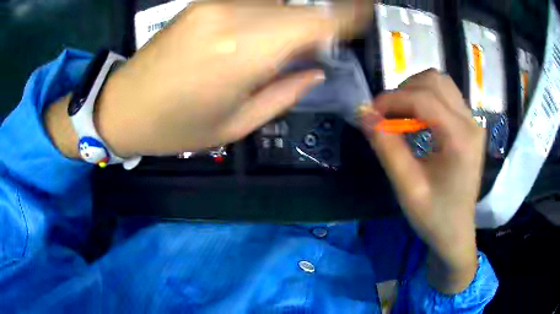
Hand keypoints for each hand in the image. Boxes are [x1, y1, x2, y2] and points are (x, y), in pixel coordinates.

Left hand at [86, 0, 371, 157]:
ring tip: (286, 47)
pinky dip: (269, 13)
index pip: (315, 20)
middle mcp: (232, 16)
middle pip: (299, 6)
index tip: (366, 15)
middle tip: (322, 45)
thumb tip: (316, 69)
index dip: (347, 15)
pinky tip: (260, 35)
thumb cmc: (175, 128)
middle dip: (320, 22)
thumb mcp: (236, 125)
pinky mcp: (201, 3)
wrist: (123, 107)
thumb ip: (285, 93)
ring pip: (276, 1)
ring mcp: (214, 4)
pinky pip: (252, 1)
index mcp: (243, 52)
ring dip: (293, 18)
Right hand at [361, 69, 484, 293]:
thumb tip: (364, 114)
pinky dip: (426, 99)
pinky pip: (446, 96)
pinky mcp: (470, 126)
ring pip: (441, 84)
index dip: (392, 99)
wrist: (456, 232)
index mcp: (460, 139)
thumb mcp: (407, 187)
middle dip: (404, 91)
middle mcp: (471, 123)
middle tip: (386, 114)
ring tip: (401, 115)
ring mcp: (473, 123)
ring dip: (415, 91)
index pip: (423, 98)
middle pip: (435, 81)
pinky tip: (417, 120)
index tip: (370, 112)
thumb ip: (386, 147)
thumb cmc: (434, 216)